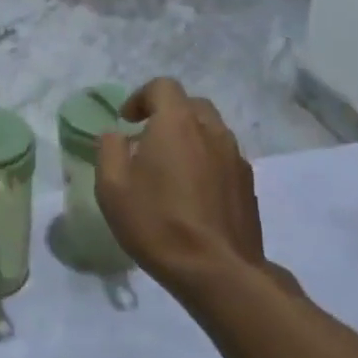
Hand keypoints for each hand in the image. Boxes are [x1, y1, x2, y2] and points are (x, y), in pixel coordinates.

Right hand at [94, 78, 289, 297]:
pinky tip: (193, 194)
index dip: (141, 97)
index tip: (127, 121)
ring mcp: (235, 158)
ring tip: (171, 169)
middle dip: (168, 114)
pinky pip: (224, 158)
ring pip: (211, 131)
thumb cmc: (157, 222)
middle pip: (191, 105)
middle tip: (148, 140)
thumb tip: (116, 135)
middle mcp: (211, 131)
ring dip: (189, 138)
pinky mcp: (248, 185)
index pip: (163, 87)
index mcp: (177, 123)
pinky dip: (206, 162)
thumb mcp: (112, 187)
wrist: (217, 271)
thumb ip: (109, 150)